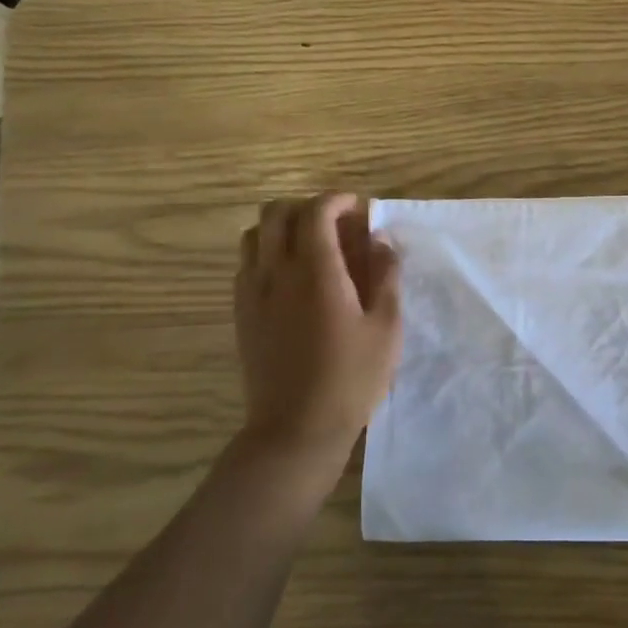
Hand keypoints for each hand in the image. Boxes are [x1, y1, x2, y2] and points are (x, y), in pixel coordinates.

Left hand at [233, 193, 402, 500]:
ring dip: (283, 229)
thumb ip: (385, 275)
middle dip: (307, 207)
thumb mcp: (386, 326)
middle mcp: (276, 272)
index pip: (315, 211)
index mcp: (316, 271)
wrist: (297, 427)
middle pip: (276, 213)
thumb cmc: (352, 377)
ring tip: (313, 248)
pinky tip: (294, 279)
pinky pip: (247, 264)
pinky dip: (268, 254)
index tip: (358, 207)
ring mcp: (252, 292)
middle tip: (337, 225)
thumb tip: (381, 240)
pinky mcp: (241, 313)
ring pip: (254, 235)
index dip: (337, 200)